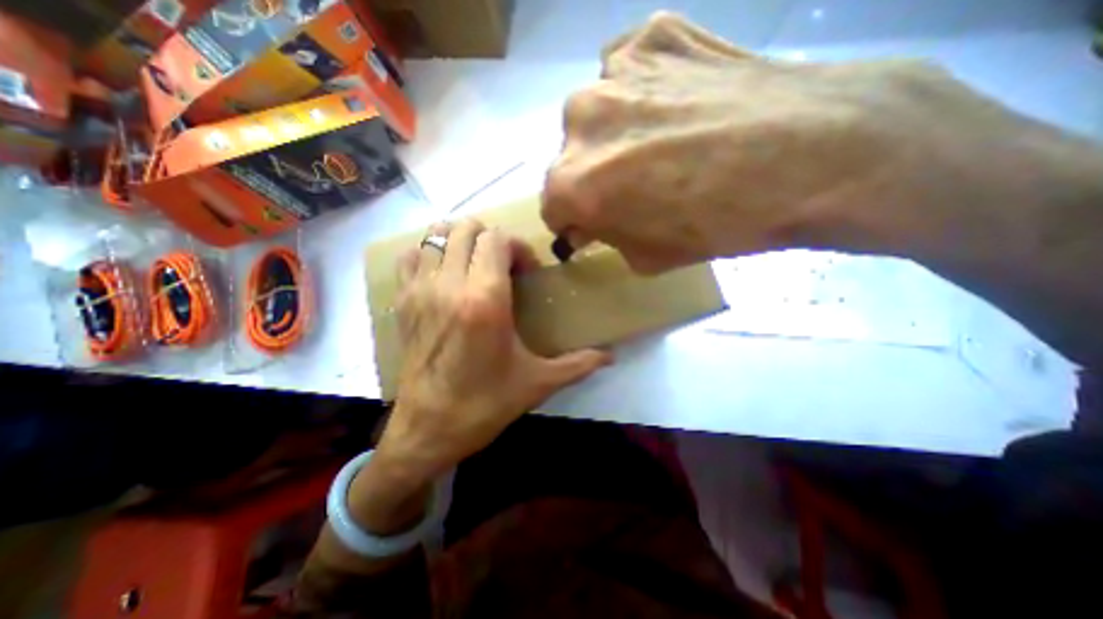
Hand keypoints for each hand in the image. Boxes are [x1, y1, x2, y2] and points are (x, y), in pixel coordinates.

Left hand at [369, 219, 611, 485]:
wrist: (427, 429)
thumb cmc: (485, 404)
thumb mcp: (538, 383)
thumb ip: (578, 364)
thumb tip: (611, 358)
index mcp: (485, 300)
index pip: (497, 239)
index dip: (516, 246)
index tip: (525, 272)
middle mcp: (449, 285)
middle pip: (467, 229)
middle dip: (491, 239)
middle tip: (503, 265)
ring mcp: (420, 290)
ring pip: (436, 235)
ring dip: (460, 241)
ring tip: (475, 264)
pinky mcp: (401, 302)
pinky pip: (410, 256)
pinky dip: (429, 254)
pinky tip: (444, 274)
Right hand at [542, 9, 1035, 270]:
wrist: (813, 153)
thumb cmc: (720, 223)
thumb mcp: (649, 256)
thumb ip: (607, 237)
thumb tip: (590, 223)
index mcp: (573, 182)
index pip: (551, 206)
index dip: (572, 219)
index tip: (592, 223)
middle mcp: (577, 120)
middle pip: (570, 158)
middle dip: (592, 176)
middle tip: (633, 184)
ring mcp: (614, 68)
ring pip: (596, 114)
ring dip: (614, 132)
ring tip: (661, 140)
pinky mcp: (653, 32)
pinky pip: (629, 72)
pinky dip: (642, 92)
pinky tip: (677, 104)